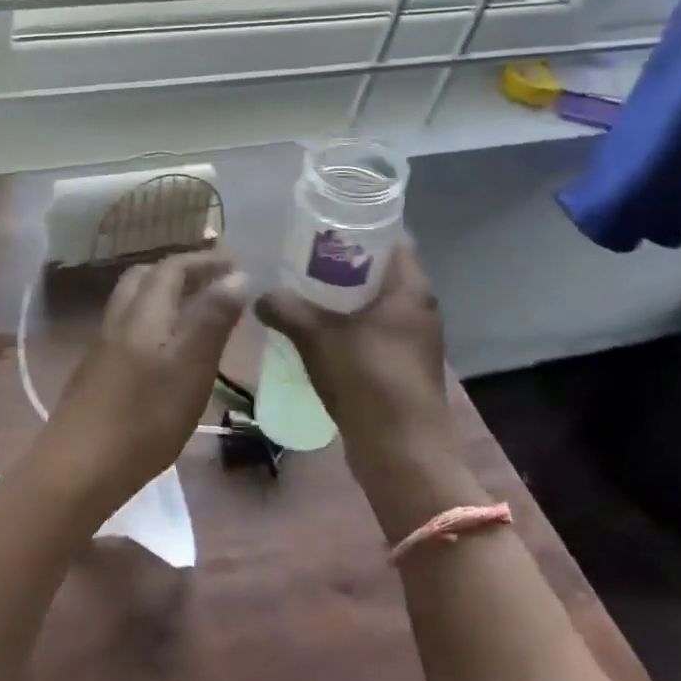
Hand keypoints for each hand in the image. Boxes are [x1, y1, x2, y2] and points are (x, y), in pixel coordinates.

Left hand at [42, 252, 249, 517]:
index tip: (234, 261)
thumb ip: (212, 320)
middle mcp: (118, 320)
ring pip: (133, 303)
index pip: (172, 268)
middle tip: (213, 280)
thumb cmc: (145, 418)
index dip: (203, 260)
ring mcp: (102, 346)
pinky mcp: (96, 372)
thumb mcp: (191, 368)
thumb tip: (236, 274)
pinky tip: (166, 350)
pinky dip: (153, 321)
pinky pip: (127, 328)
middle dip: (180, 272)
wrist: (79, 466)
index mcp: (143, 313)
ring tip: (195, 311)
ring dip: (163, 295)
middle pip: (145, 278)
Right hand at [255, 239, 452, 468]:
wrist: (402, 452)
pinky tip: (317, 333)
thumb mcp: (316, 337)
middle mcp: (419, 308)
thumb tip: (260, 296)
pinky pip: (374, 330)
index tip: (321, 227)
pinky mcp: (404, 365)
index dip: (357, 228)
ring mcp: (414, 339)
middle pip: (380, 270)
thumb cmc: (366, 381)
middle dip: (342, 263)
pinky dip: (349, 325)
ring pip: (376, 303)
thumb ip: (285, 309)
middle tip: (301, 259)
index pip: (391, 238)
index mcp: (410, 289)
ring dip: (343, 297)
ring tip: (302, 293)